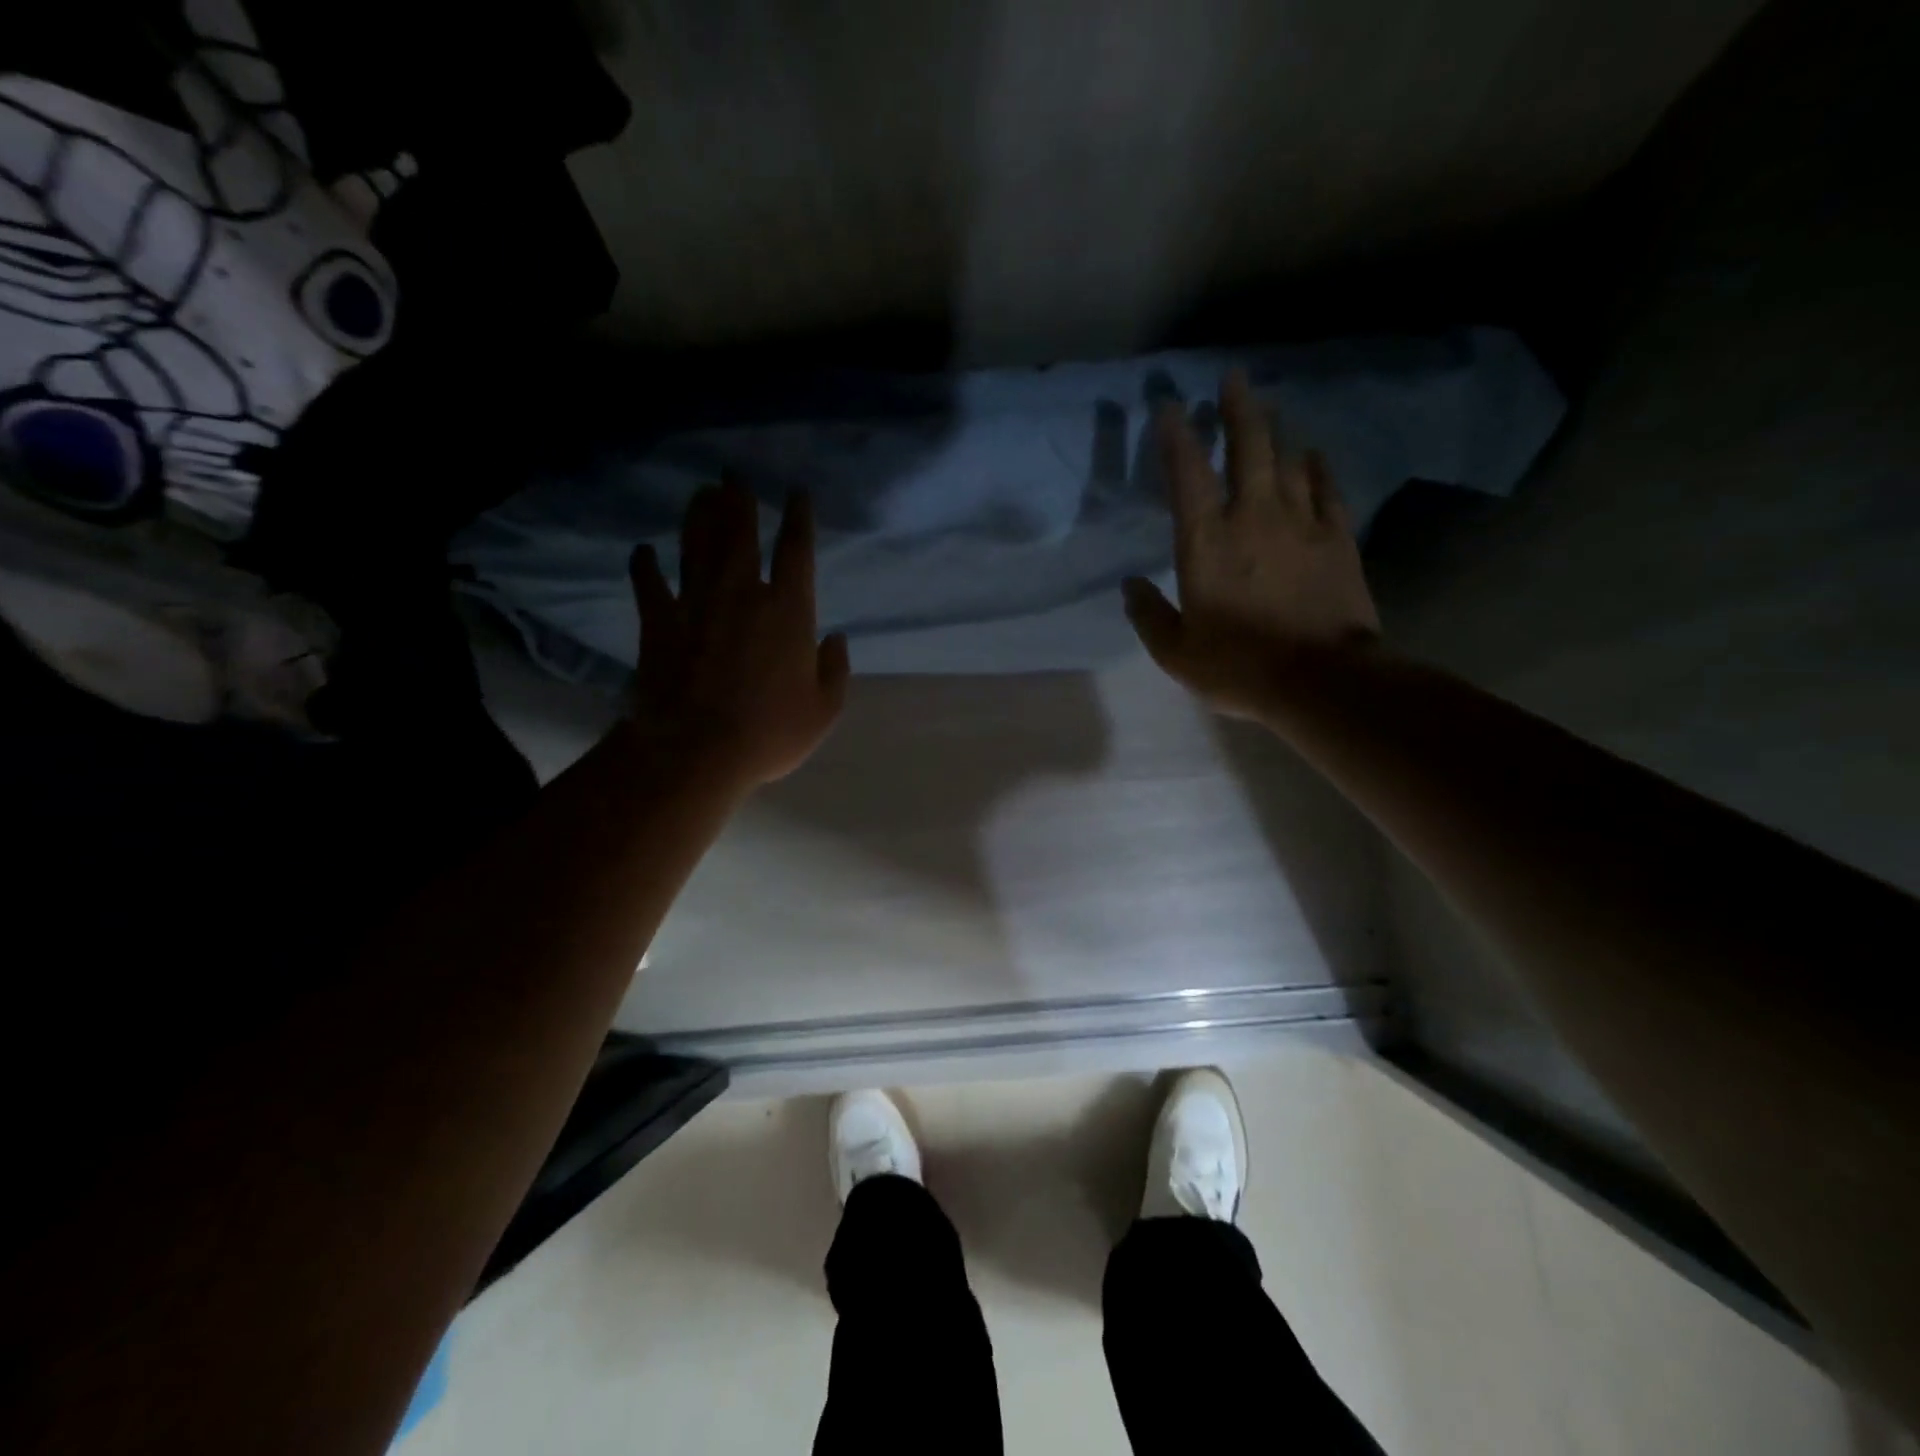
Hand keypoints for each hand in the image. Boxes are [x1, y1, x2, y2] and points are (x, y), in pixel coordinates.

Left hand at [626, 481, 849, 787]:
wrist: (696, 751)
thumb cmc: (769, 733)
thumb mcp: (823, 711)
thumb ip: (835, 670)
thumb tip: (835, 638)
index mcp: (788, 611)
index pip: (796, 551)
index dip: (798, 518)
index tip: (796, 493)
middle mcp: (741, 594)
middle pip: (740, 534)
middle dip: (740, 500)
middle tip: (734, 473)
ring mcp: (696, 604)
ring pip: (696, 546)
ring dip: (699, 516)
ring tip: (701, 492)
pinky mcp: (659, 623)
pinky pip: (649, 584)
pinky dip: (645, 565)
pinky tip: (643, 550)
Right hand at [1124, 370, 1380, 716]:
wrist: (1321, 679)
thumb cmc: (1238, 666)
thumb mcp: (1175, 652)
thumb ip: (1148, 615)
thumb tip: (1130, 586)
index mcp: (1206, 543)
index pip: (1187, 474)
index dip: (1176, 436)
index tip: (1170, 406)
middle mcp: (1253, 517)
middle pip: (1248, 447)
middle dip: (1238, 408)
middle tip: (1233, 377)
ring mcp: (1300, 523)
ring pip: (1288, 460)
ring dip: (1276, 431)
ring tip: (1269, 410)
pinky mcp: (1337, 538)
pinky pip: (1327, 489)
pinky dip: (1318, 468)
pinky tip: (1313, 455)